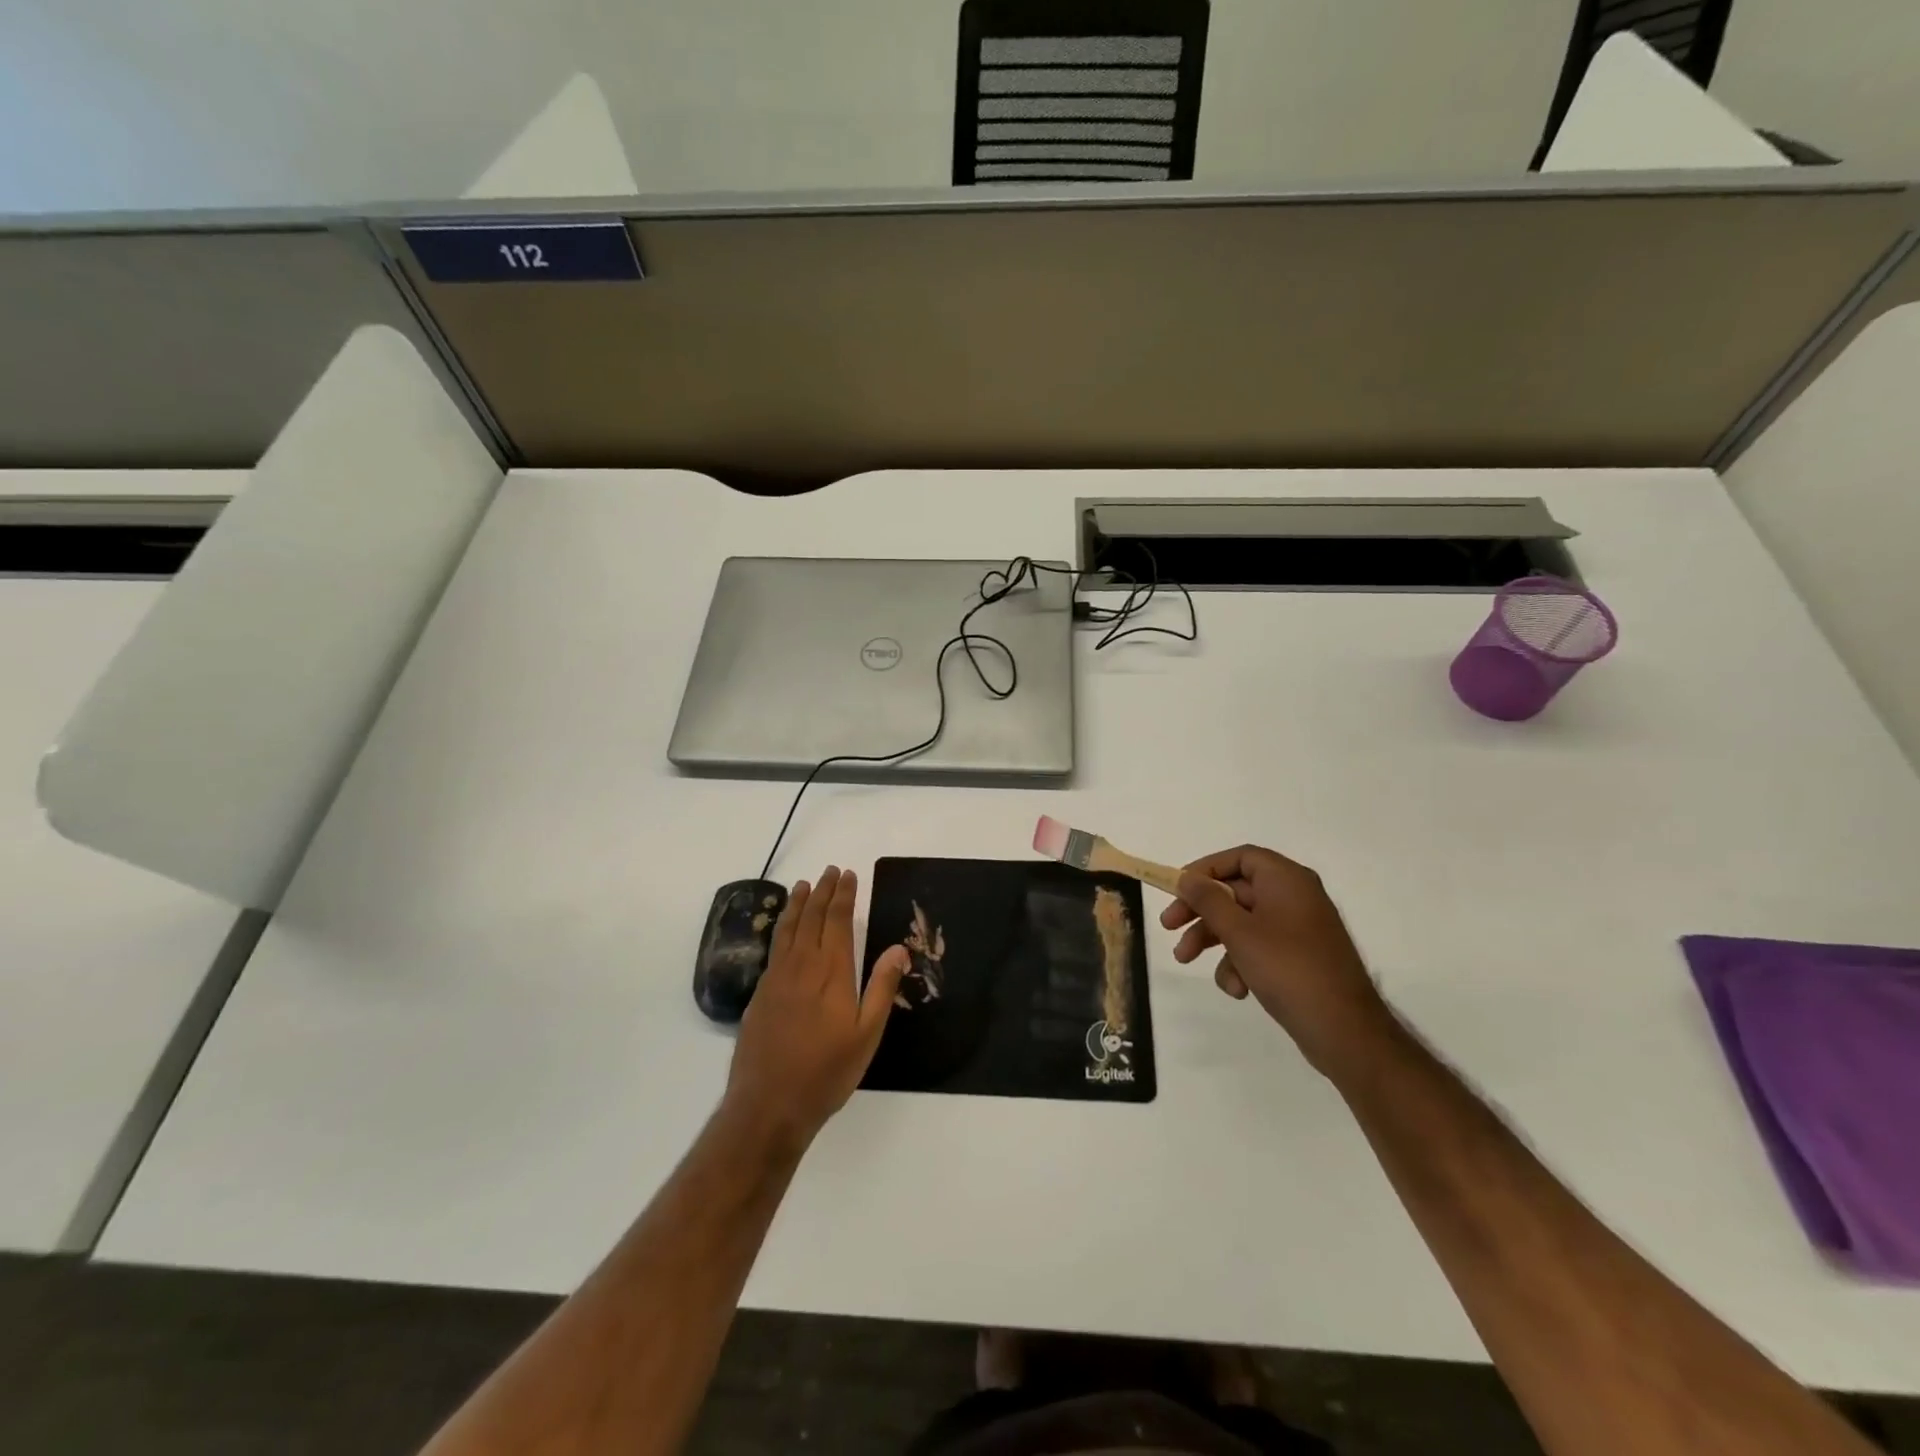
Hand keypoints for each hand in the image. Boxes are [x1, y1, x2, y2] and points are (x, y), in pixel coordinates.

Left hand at [725, 866, 909, 1150]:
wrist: (768, 1104)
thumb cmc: (826, 1072)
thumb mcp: (867, 1034)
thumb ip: (882, 987)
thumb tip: (899, 948)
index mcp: (831, 972)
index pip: (838, 922)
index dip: (844, 896)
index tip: (848, 875)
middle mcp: (802, 966)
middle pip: (812, 918)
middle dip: (823, 892)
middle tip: (830, 871)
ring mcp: (776, 979)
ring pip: (788, 929)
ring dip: (798, 904)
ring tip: (804, 885)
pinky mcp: (760, 994)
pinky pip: (774, 947)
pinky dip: (782, 927)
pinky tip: (784, 928)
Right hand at [1161, 845, 1390, 1077]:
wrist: (1345, 1031)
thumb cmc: (1288, 969)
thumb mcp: (1239, 932)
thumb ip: (1209, 900)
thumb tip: (1188, 878)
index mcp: (1287, 881)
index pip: (1240, 857)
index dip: (1205, 869)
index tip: (1178, 888)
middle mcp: (1294, 897)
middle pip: (1235, 891)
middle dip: (1200, 912)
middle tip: (1168, 927)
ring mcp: (1298, 929)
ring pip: (1242, 923)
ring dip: (1213, 941)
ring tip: (1186, 961)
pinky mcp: (1298, 958)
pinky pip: (1259, 948)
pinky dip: (1240, 963)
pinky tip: (1237, 990)